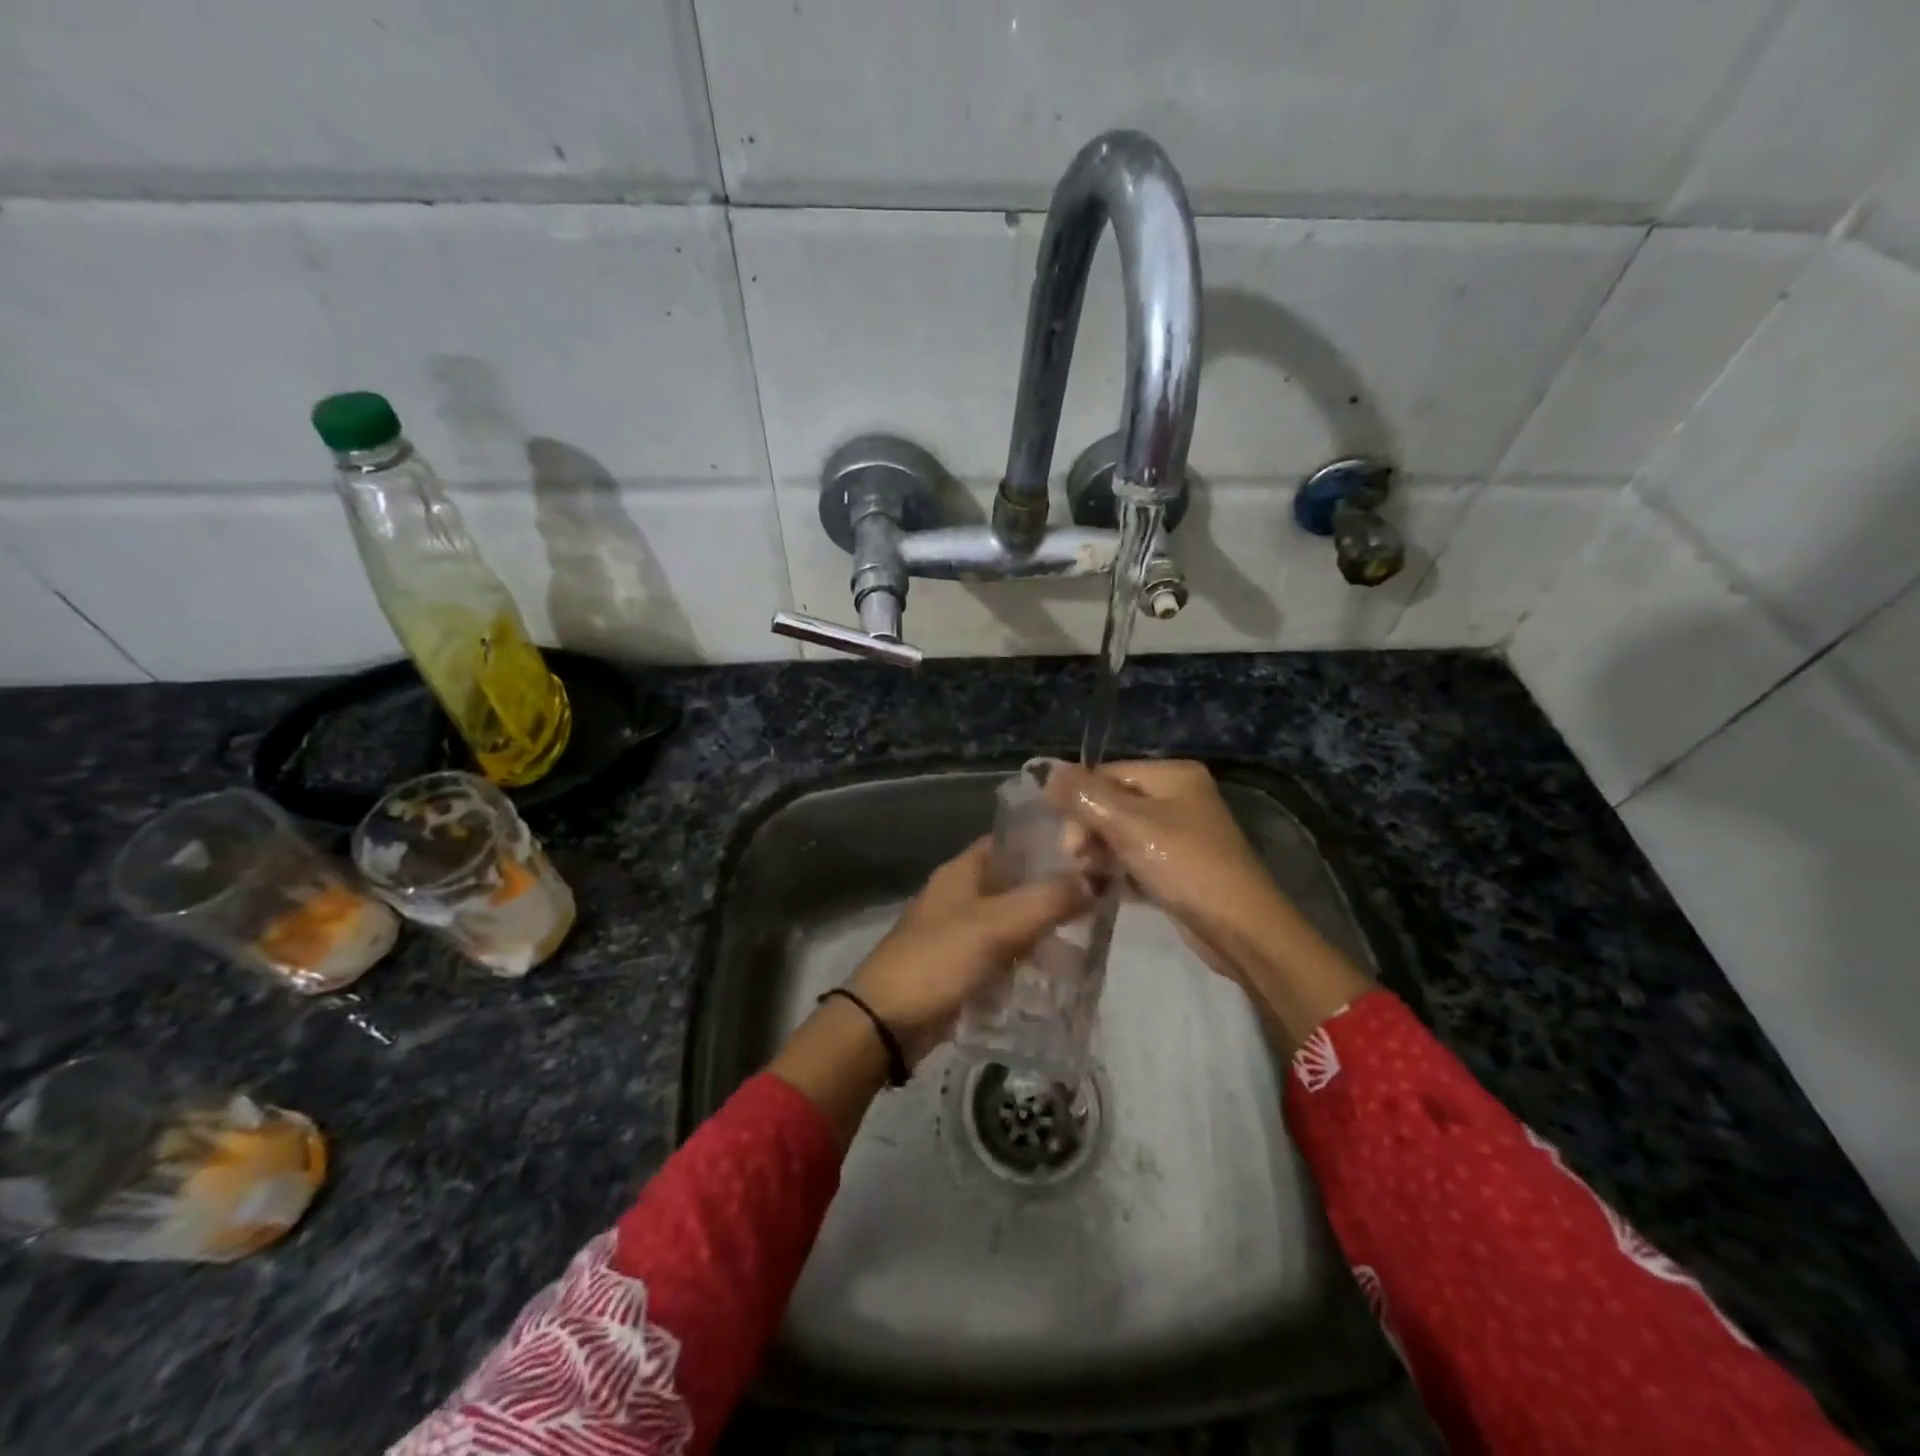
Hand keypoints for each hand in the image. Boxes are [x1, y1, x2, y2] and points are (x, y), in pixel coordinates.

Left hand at [770, 837, 1089, 1143]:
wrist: (885, 1022)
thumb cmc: (938, 960)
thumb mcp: (996, 925)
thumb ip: (1047, 899)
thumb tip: (1093, 879)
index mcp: (962, 872)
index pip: (1010, 842)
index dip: (1047, 844)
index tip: (1089, 855)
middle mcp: (960, 896)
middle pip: (1015, 884)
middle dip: (1053, 893)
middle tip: (1099, 905)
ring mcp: (959, 934)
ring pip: (1012, 923)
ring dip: (1043, 931)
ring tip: (1088, 945)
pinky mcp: (961, 969)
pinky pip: (1002, 957)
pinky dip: (1027, 962)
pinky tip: (1058, 977)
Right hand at [1041, 759, 1370, 1050]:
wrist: (1241, 931)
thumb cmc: (1185, 867)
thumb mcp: (1130, 825)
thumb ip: (1084, 795)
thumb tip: (1044, 769)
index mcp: (1173, 775)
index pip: (1106, 774)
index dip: (1079, 803)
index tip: (1068, 843)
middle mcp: (1178, 797)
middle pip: (1112, 802)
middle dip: (1089, 831)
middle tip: (1079, 862)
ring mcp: (1180, 833)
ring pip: (1120, 833)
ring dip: (1099, 853)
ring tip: (1091, 877)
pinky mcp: (1178, 867)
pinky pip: (1135, 858)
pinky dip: (1117, 871)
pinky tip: (1102, 888)